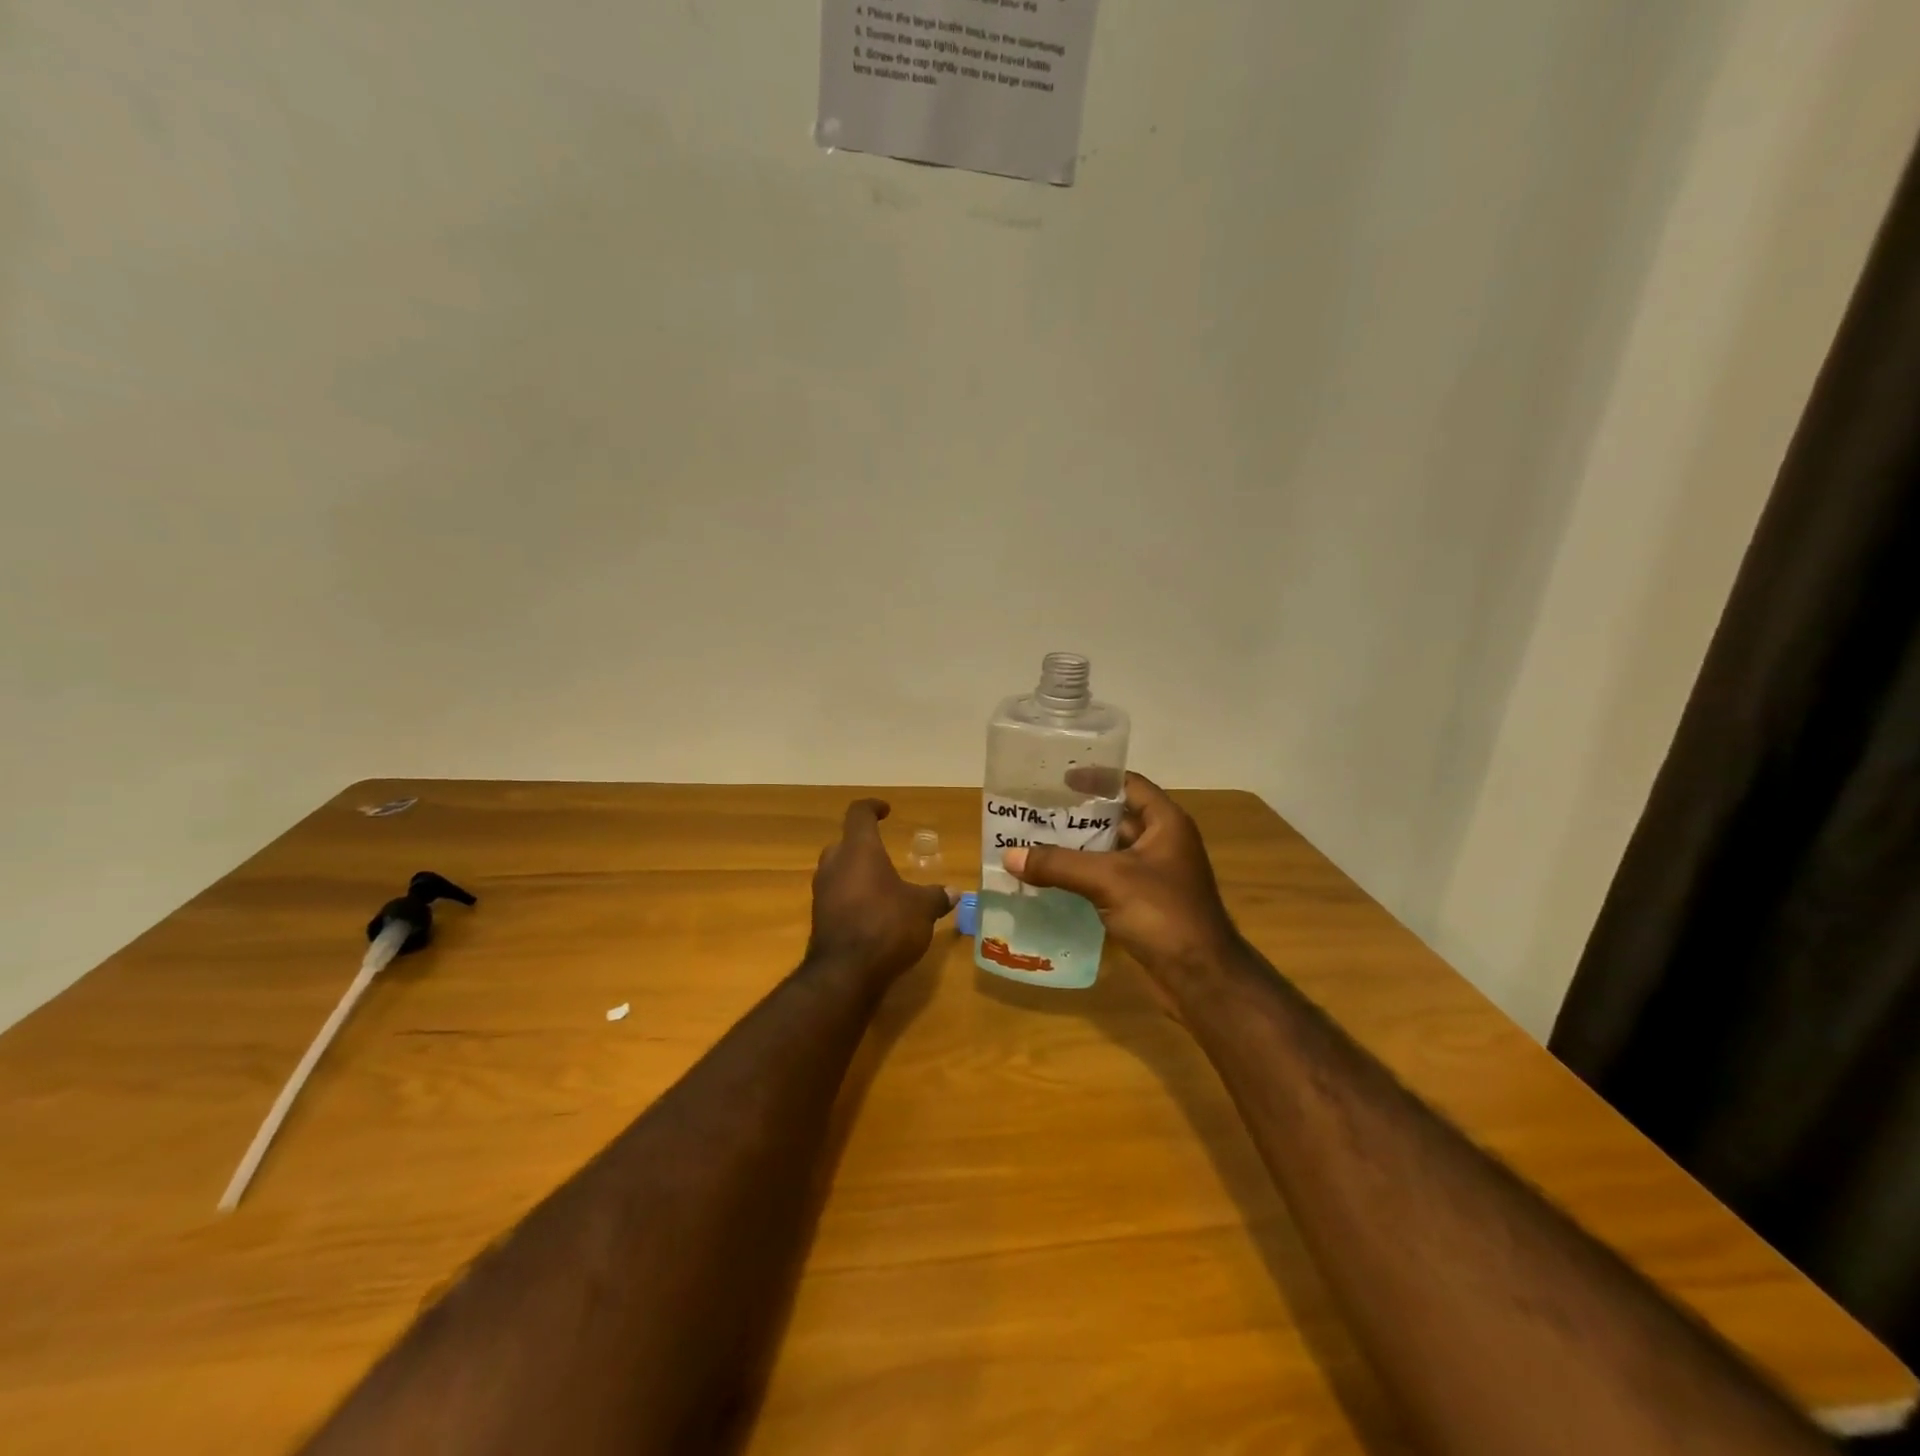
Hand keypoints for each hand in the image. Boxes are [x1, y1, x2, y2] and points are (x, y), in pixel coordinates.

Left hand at [808, 799, 955, 983]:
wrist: (845, 973)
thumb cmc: (887, 925)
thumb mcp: (922, 909)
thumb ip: (936, 896)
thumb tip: (954, 892)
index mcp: (859, 849)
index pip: (859, 814)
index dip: (872, 807)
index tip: (886, 810)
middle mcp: (834, 864)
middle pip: (845, 843)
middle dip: (863, 845)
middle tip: (884, 854)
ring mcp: (822, 892)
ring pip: (838, 870)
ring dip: (856, 873)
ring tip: (882, 886)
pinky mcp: (819, 918)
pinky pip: (836, 896)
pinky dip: (852, 897)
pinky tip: (872, 913)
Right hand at [1003, 773, 1239, 996]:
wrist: (1201, 979)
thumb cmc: (1163, 914)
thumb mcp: (1109, 880)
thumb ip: (1058, 864)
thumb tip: (1008, 855)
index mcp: (1165, 823)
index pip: (1128, 785)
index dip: (1096, 778)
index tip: (1057, 778)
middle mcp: (1162, 843)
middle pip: (1114, 818)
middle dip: (1076, 816)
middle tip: (1034, 811)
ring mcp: (1154, 877)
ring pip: (1108, 852)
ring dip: (1075, 849)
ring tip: (1032, 843)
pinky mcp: (1144, 905)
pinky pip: (1107, 881)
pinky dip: (1081, 878)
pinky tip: (1049, 880)